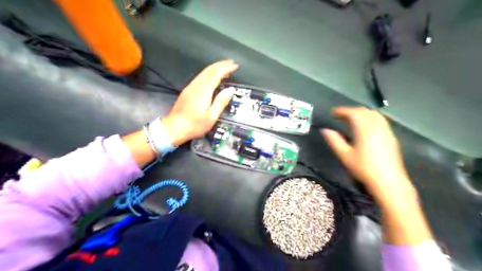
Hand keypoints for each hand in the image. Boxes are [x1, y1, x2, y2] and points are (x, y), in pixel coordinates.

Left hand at [162, 59, 236, 146]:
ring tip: (225, 68)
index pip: (216, 74)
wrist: (174, 128)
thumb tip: (231, 89)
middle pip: (209, 70)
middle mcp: (196, 86)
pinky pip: (200, 77)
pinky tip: (213, 77)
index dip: (226, 68)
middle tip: (231, 63)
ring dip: (215, 68)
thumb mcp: (211, 117)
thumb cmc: (194, 125)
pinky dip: (209, 74)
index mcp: (203, 91)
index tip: (235, 66)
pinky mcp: (187, 91)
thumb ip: (221, 102)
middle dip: (221, 65)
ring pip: (204, 73)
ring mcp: (190, 87)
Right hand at [319, 106, 413, 201]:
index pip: (353, 113)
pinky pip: (380, 120)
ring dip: (361, 113)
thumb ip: (334, 141)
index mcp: (364, 129)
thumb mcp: (345, 155)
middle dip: (351, 111)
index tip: (333, 113)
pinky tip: (365, 127)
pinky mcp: (391, 137)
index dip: (342, 111)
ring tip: (351, 120)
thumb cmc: (364, 169)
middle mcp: (377, 126)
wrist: (388, 181)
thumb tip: (324, 130)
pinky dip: (370, 118)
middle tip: (340, 116)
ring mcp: (386, 131)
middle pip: (364, 111)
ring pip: (374, 114)